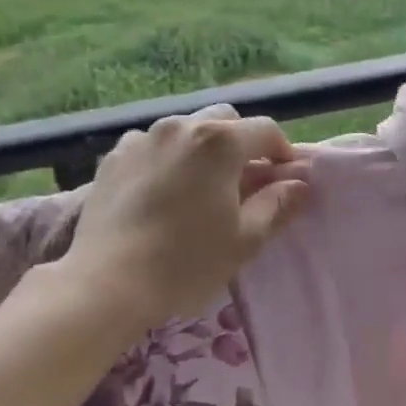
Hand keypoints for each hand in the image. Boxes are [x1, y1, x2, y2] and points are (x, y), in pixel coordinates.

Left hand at [57, 103, 310, 332]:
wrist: (106, 284)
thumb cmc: (186, 263)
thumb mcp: (245, 239)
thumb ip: (277, 204)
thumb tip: (299, 183)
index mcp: (219, 142)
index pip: (266, 130)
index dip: (283, 152)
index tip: (287, 178)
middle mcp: (180, 127)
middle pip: (224, 121)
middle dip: (242, 144)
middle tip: (246, 181)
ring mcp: (141, 139)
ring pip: (185, 130)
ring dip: (202, 148)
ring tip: (201, 186)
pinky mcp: (113, 158)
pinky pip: (151, 146)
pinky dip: (167, 159)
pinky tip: (162, 191)